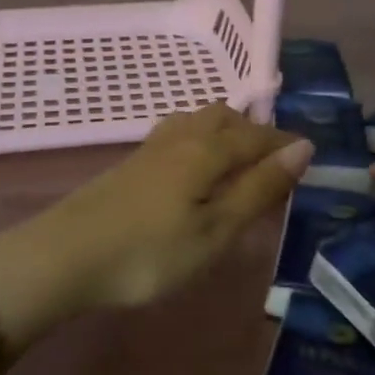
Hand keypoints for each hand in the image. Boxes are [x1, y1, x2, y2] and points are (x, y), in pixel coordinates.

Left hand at [0, 104, 312, 344]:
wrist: (64, 257)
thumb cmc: (150, 252)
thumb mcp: (216, 230)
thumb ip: (258, 188)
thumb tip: (303, 148)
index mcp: (206, 150)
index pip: (256, 137)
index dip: (284, 144)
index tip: (309, 155)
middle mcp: (180, 138)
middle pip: (224, 118)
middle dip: (254, 131)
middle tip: (273, 159)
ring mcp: (149, 149)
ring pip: (196, 121)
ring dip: (224, 131)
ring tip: (236, 159)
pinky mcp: (129, 165)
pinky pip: (176, 135)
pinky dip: (199, 140)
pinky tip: (192, 168)